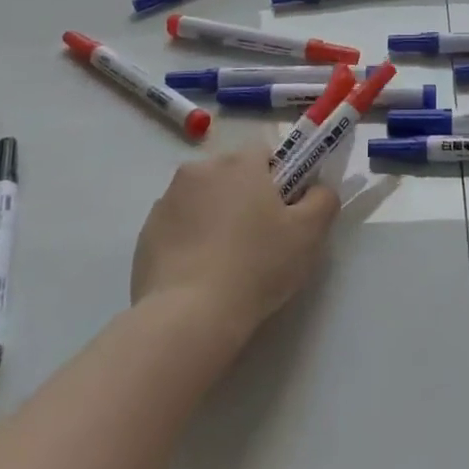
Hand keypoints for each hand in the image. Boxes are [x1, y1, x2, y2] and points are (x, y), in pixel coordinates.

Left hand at [131, 148, 339, 339]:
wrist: (187, 317)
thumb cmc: (256, 266)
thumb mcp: (309, 234)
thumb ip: (323, 200)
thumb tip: (317, 189)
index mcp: (239, 162)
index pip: (265, 152)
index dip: (279, 177)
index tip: (284, 210)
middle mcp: (200, 169)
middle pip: (232, 173)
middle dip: (245, 195)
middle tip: (260, 238)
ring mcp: (167, 199)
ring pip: (203, 198)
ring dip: (215, 216)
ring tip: (226, 262)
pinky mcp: (145, 232)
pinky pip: (178, 225)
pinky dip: (190, 239)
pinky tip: (200, 274)